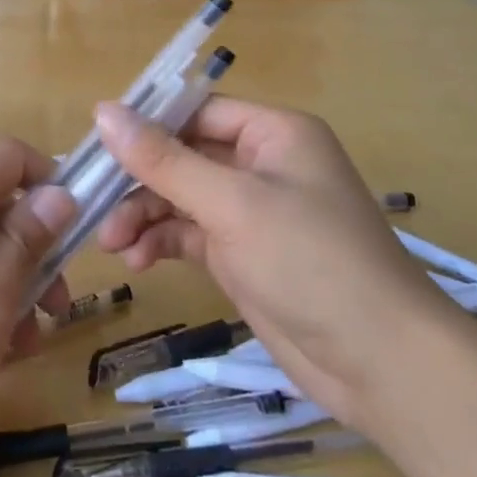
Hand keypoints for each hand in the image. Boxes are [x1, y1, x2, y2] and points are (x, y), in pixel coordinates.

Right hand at [93, 97, 451, 412]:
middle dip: (140, 180)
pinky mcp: (242, 255)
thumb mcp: (232, 204)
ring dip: (144, 214)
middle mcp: (262, 164)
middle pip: (183, 155)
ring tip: (113, 243)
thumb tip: (103, 111)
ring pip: (181, 197)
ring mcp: (252, 212)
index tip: (97, 144)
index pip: (196, 112)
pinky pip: (189, 233)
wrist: (382, 365)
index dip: (146, 123)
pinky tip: (138, 260)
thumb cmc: (311, 261)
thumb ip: (163, 160)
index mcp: (273, 133)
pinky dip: (161, 242)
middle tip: (95, 203)